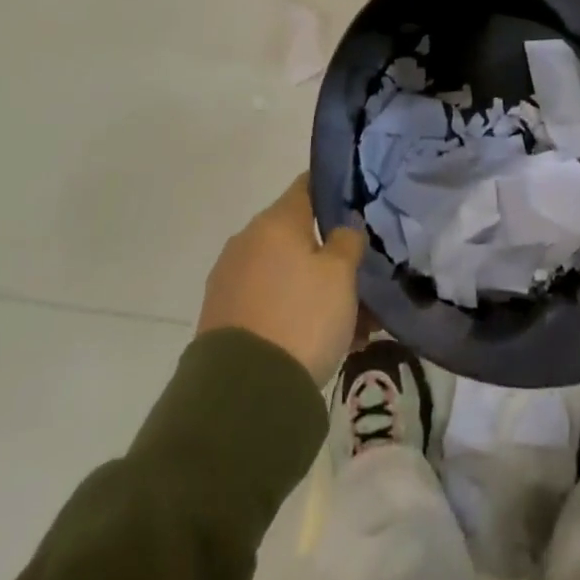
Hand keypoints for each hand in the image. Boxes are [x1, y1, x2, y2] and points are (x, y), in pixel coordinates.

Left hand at [196, 175, 365, 385]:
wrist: (242, 394)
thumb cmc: (301, 318)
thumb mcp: (341, 275)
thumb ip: (347, 241)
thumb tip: (342, 228)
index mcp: (276, 221)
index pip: (308, 184)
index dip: (334, 189)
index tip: (359, 203)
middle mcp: (247, 240)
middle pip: (296, 234)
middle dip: (327, 252)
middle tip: (358, 275)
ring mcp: (229, 279)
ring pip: (284, 272)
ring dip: (312, 287)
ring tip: (348, 321)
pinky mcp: (221, 316)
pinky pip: (267, 300)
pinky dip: (292, 310)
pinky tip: (319, 339)